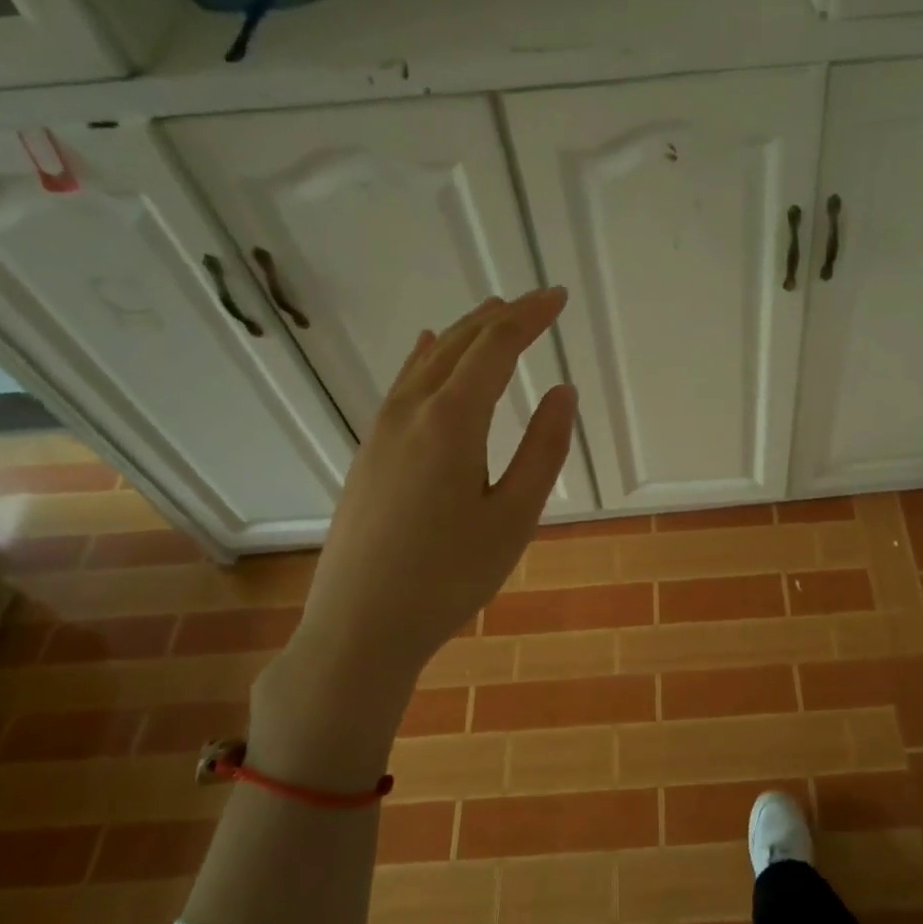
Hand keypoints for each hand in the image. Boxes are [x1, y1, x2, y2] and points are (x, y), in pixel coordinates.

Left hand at [249, 289, 576, 786]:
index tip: (559, 297)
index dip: (531, 318)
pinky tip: (426, 349)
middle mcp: (411, 412)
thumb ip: (542, 450)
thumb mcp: (513, 517)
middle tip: (536, 301)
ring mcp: (381, 431)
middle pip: (458, 345)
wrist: (360, 626)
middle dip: (500, 317)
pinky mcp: (369, 454)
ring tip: (492, 314)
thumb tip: (563, 391)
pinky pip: (403, 385)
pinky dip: (426, 358)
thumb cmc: (449, 576)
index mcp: (451, 421)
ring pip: (427, 361)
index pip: (496, 348)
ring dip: (463, 333)